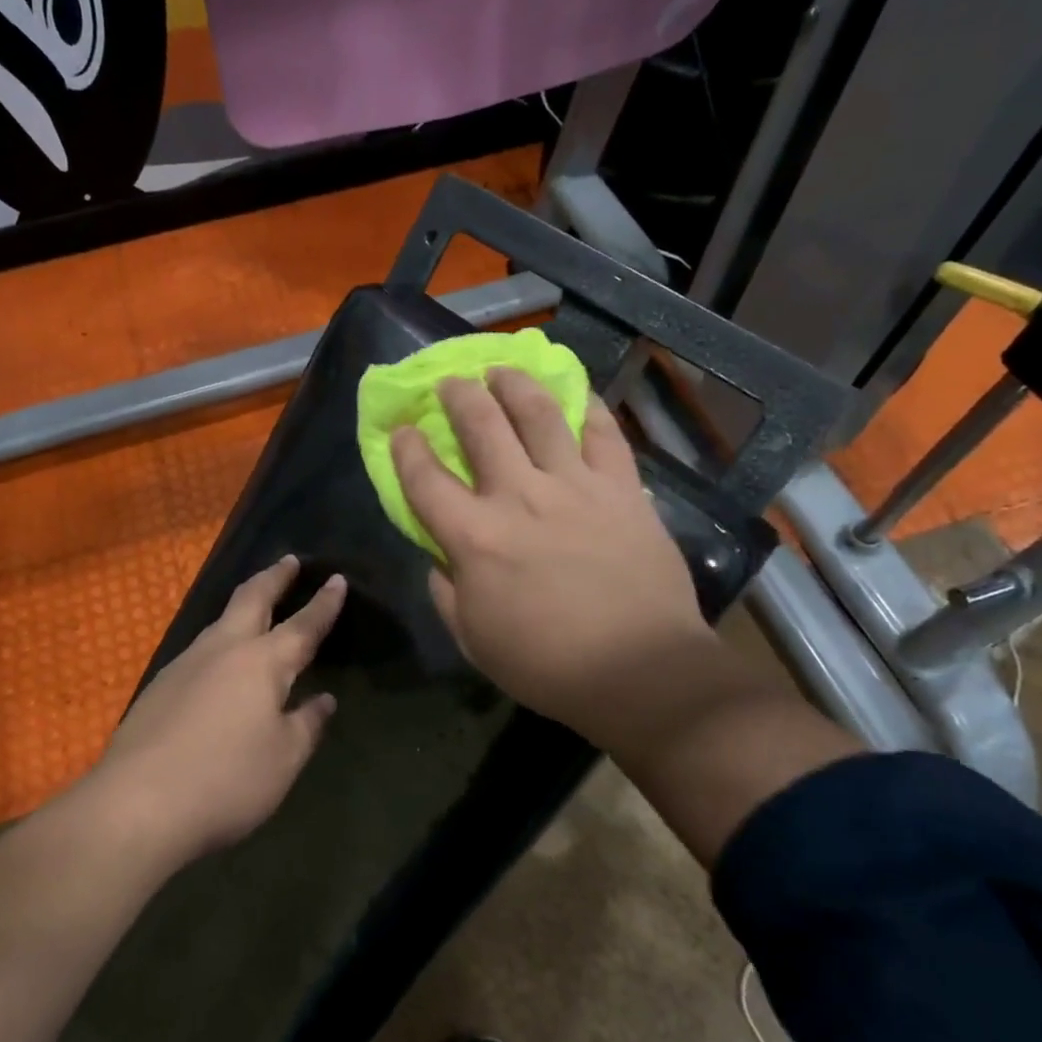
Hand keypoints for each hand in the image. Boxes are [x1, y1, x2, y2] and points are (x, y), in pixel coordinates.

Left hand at [87, 555, 345, 863]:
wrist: (136, 805)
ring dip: (243, 606)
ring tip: (256, 606)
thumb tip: (323, 700)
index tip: (336, 578)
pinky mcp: (159, 686)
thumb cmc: (226, 781)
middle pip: (251, 598)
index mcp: (263, 662)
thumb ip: (306, 724)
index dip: (324, 603)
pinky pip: (199, 650)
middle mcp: (224, 650)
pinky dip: (220, 640)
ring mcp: (185, 664)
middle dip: (274, 577)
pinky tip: (218, 664)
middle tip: (288, 561)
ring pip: (220, 621)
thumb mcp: (283, 759)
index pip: (303, 624)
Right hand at [390, 369, 714, 754]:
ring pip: (539, 414)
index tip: (401, 428)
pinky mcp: (622, 488)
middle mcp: (519, 496)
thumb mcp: (473, 639)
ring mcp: (574, 485)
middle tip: (450, 383)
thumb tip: (439, 556)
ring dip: (513, 384)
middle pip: (480, 426)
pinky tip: (576, 394)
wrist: (640, 670)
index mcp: (474, 536)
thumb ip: (446, 590)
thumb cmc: (547, 664)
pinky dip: (588, 408)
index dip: (406, 447)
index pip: (424, 478)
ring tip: (501, 370)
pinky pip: (604, 434)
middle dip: (458, 395)